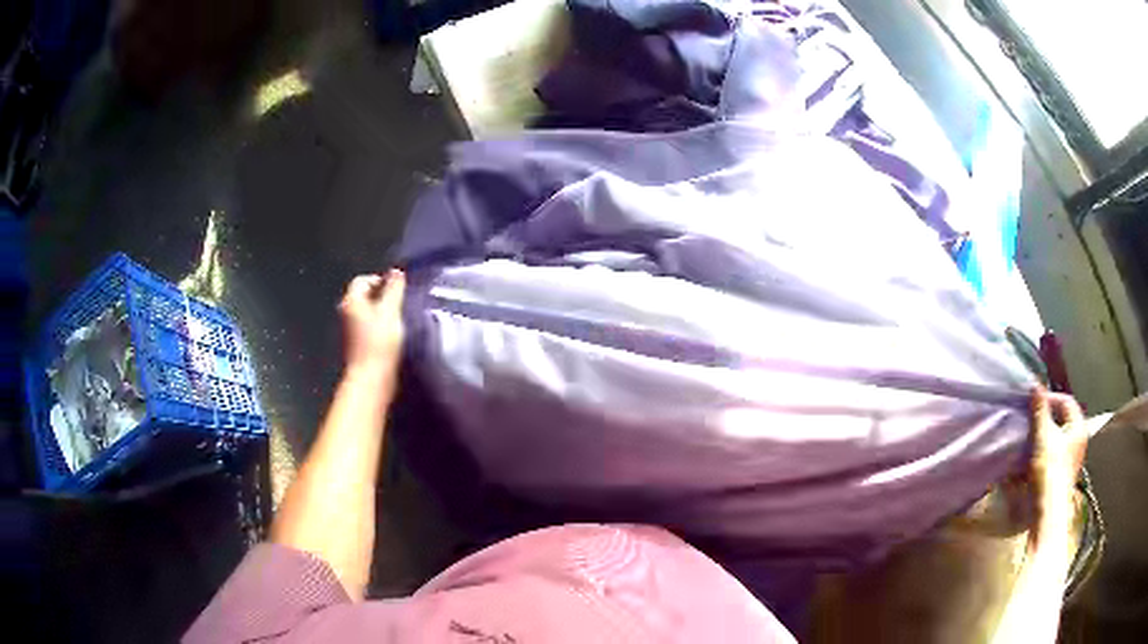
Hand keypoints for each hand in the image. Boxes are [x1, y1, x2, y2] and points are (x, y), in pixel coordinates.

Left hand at [338, 270, 405, 378]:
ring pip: (366, 311)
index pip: (363, 279)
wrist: (371, 378)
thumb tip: (396, 271)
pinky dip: (378, 325)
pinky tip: (392, 333)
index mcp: (351, 300)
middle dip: (381, 295)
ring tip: (398, 317)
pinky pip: (368, 325)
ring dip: (381, 311)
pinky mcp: (356, 343)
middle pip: (364, 295)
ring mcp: (349, 329)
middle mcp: (346, 311)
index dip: (381, 280)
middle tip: (400, 301)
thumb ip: (394, 289)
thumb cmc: (380, 342)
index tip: (398, 288)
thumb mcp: (391, 311)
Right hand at [1025, 387, 1086, 546]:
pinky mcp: (1063, 473)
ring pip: (1058, 438)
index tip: (1033, 404)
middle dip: (1046, 419)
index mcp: (1079, 427)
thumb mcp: (1043, 437)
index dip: (1050, 399)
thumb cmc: (1049, 472)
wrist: (1048, 514)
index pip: (1066, 401)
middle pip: (1062, 420)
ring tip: (1029, 439)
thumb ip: (1040, 411)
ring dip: (1044, 436)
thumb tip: (1035, 384)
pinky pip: (1055, 453)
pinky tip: (1032, 458)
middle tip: (1030, 421)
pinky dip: (1044, 451)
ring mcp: (1072, 458)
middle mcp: (1079, 440)